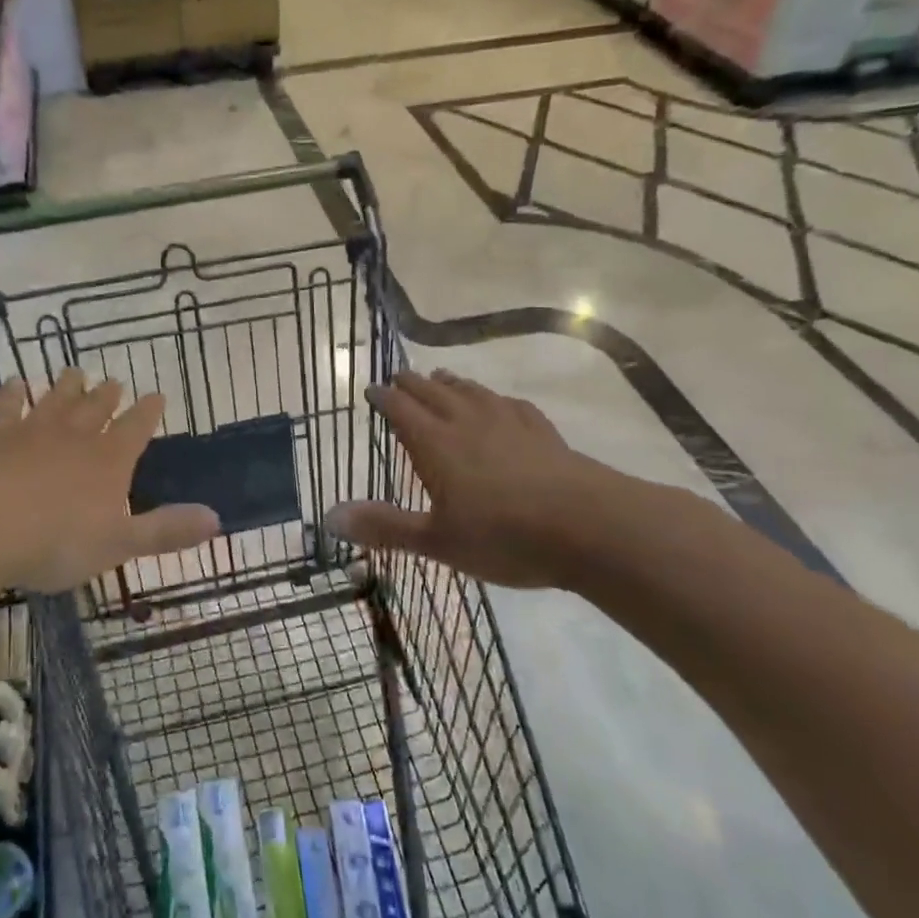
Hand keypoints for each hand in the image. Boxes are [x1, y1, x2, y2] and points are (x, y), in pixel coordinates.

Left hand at [0, 370, 220, 594]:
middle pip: (95, 409)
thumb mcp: (118, 545)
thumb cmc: (53, 542)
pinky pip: (7, 407)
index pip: (136, 429)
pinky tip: (13, 383)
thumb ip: (165, 531)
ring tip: (75, 372)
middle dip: (108, 396)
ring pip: (55, 401)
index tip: (157, 395)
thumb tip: (217, 518)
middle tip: (114, 381)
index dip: (148, 413)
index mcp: (108, 461)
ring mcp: (31, 432)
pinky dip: (12, 394)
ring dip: (67, 387)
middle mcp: (74, 437)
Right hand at [325, 369, 623, 590]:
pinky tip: (501, 402)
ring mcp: (509, 424)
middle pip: (434, 394)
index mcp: (437, 445)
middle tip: (398, 377)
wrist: (590, 526)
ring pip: (472, 393)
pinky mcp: (543, 433)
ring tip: (440, 376)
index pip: (402, 411)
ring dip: (452, 383)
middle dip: (412, 384)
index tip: (371, 390)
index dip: (384, 399)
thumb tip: (328, 517)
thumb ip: (384, 527)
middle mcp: (468, 423)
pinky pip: (512, 405)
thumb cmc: (504, 536)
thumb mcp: (437, 541)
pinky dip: (496, 398)